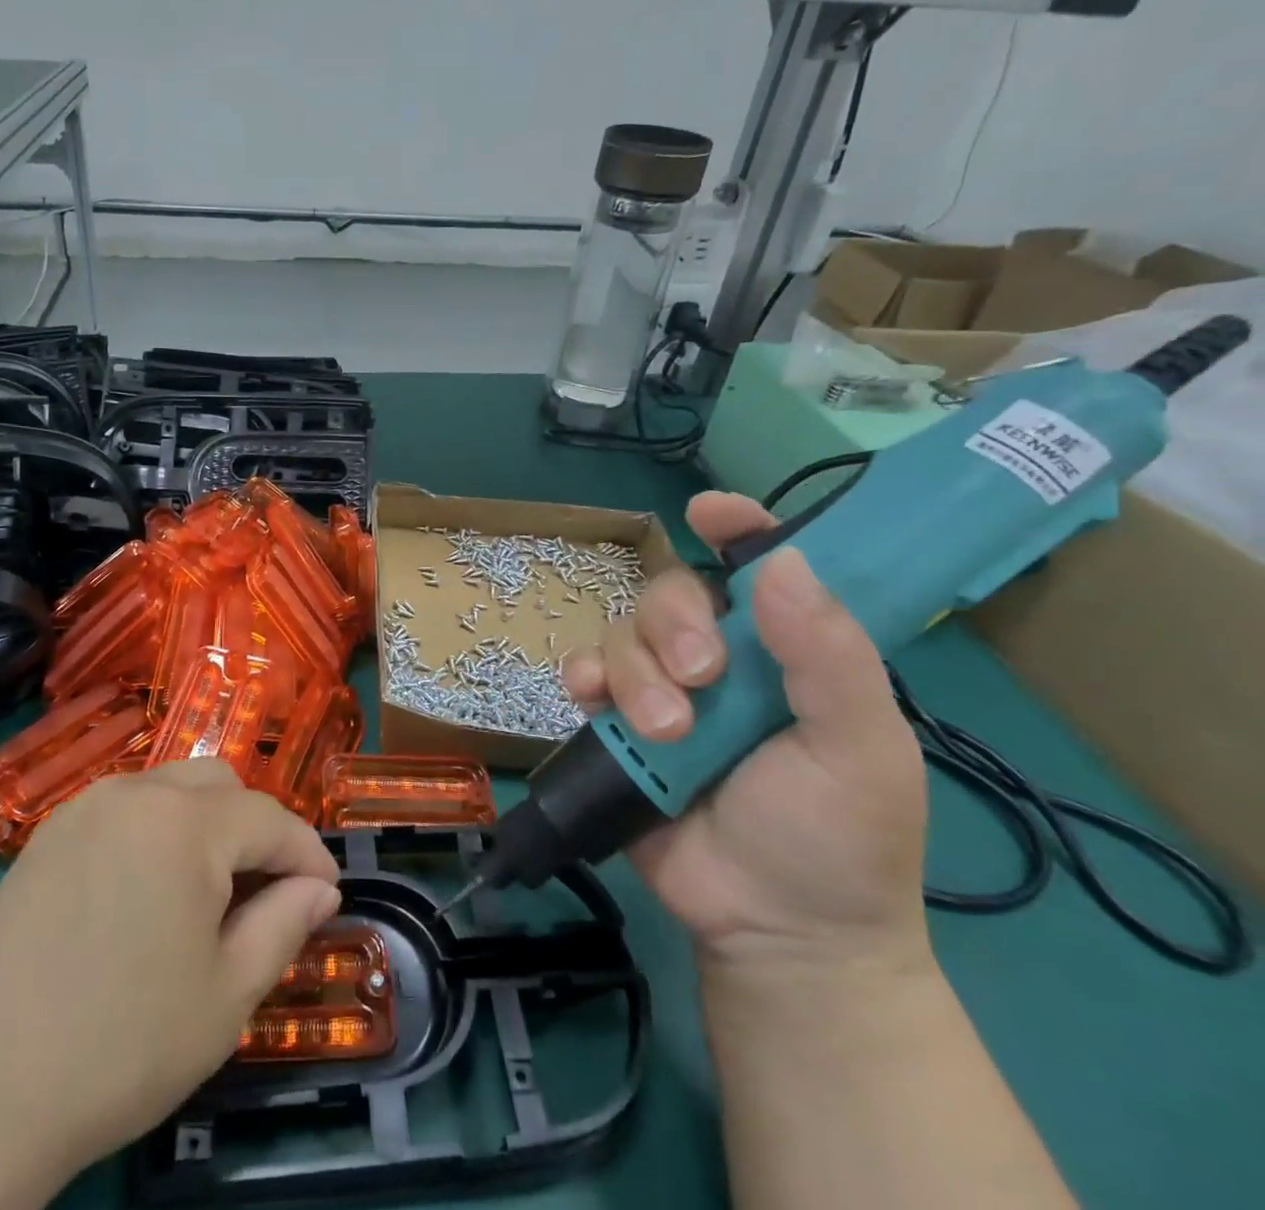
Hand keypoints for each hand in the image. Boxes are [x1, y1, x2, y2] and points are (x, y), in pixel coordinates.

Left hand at [0, 760, 341, 1209]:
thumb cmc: (123, 1046)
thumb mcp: (227, 994)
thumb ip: (285, 924)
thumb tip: (319, 889)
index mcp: (184, 823)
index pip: (269, 818)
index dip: (307, 854)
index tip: (326, 893)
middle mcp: (134, 794)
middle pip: (219, 785)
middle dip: (254, 829)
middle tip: (262, 894)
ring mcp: (84, 807)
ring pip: (170, 788)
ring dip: (204, 825)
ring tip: (205, 894)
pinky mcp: (48, 832)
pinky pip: (124, 808)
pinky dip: (155, 831)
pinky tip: (145, 892)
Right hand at [562, 491, 929, 975]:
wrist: (775, 931)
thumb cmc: (838, 839)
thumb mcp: (861, 749)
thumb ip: (828, 656)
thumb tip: (781, 560)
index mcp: (785, 652)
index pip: (759, 567)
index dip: (736, 529)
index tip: (708, 511)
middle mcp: (719, 658)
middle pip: (671, 593)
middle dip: (676, 624)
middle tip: (700, 677)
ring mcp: (662, 690)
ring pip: (623, 632)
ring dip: (637, 671)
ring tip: (666, 732)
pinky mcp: (615, 724)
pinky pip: (583, 673)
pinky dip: (583, 677)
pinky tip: (593, 700)